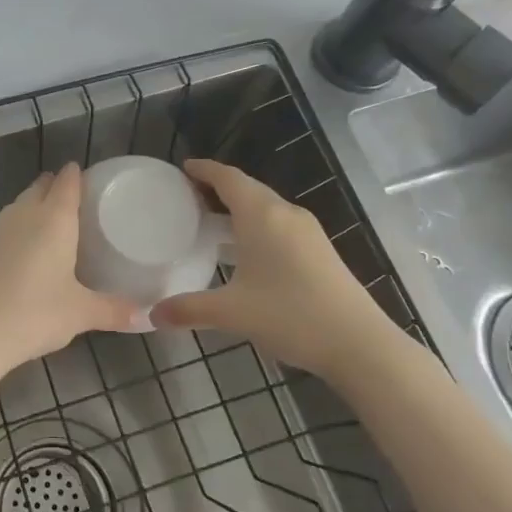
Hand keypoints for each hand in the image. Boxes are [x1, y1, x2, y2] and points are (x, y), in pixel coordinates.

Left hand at [0, 164, 140, 377]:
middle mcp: (25, 214)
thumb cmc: (34, 313)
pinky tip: (29, 249)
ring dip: (36, 204)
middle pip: (41, 186)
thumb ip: (114, 310)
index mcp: (54, 219)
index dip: (78, 175)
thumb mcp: (80, 313)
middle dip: (57, 187)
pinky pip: (8, 225)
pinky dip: (21, 227)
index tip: (92, 179)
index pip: (67, 181)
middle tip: (79, 201)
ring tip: (55, 221)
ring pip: (21, 204)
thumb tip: (147, 316)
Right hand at [150, 159, 401, 383]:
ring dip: (238, 207)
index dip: (204, 170)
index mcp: (262, 216)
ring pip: (265, 206)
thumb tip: (153, 315)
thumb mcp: (232, 313)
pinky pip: (279, 223)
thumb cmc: (290, 316)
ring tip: (210, 221)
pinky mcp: (319, 249)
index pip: (228, 178)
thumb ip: (189, 309)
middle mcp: (285, 214)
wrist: (359, 343)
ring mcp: (307, 231)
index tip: (183, 168)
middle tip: (188, 196)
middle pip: (247, 188)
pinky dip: (255, 224)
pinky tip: (245, 249)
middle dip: (218, 187)